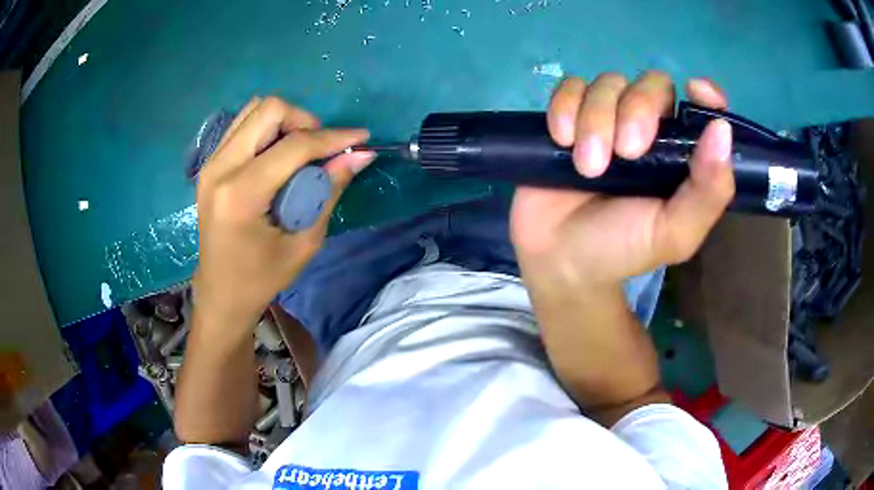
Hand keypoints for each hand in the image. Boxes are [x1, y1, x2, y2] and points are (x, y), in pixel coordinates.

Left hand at [193, 97, 374, 328]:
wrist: (220, 293)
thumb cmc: (262, 278)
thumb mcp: (304, 242)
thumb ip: (329, 191)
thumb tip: (360, 155)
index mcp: (241, 194)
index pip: (294, 145)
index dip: (333, 137)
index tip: (361, 138)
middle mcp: (220, 169)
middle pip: (269, 109)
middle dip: (304, 121)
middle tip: (319, 149)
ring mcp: (210, 163)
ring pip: (254, 110)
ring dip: (285, 122)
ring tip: (300, 150)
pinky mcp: (209, 164)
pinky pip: (242, 125)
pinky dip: (267, 129)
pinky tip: (278, 154)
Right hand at [511, 72, 734, 289]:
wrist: (560, 260)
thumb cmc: (622, 248)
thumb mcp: (675, 232)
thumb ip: (708, 191)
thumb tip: (722, 129)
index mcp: (678, 153)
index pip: (699, 106)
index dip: (704, 93)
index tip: (697, 92)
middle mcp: (646, 127)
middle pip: (650, 84)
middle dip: (637, 110)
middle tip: (625, 154)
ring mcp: (605, 117)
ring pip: (608, 83)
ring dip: (596, 120)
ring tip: (588, 167)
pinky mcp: (567, 115)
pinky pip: (569, 87)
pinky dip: (565, 107)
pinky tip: (561, 139)